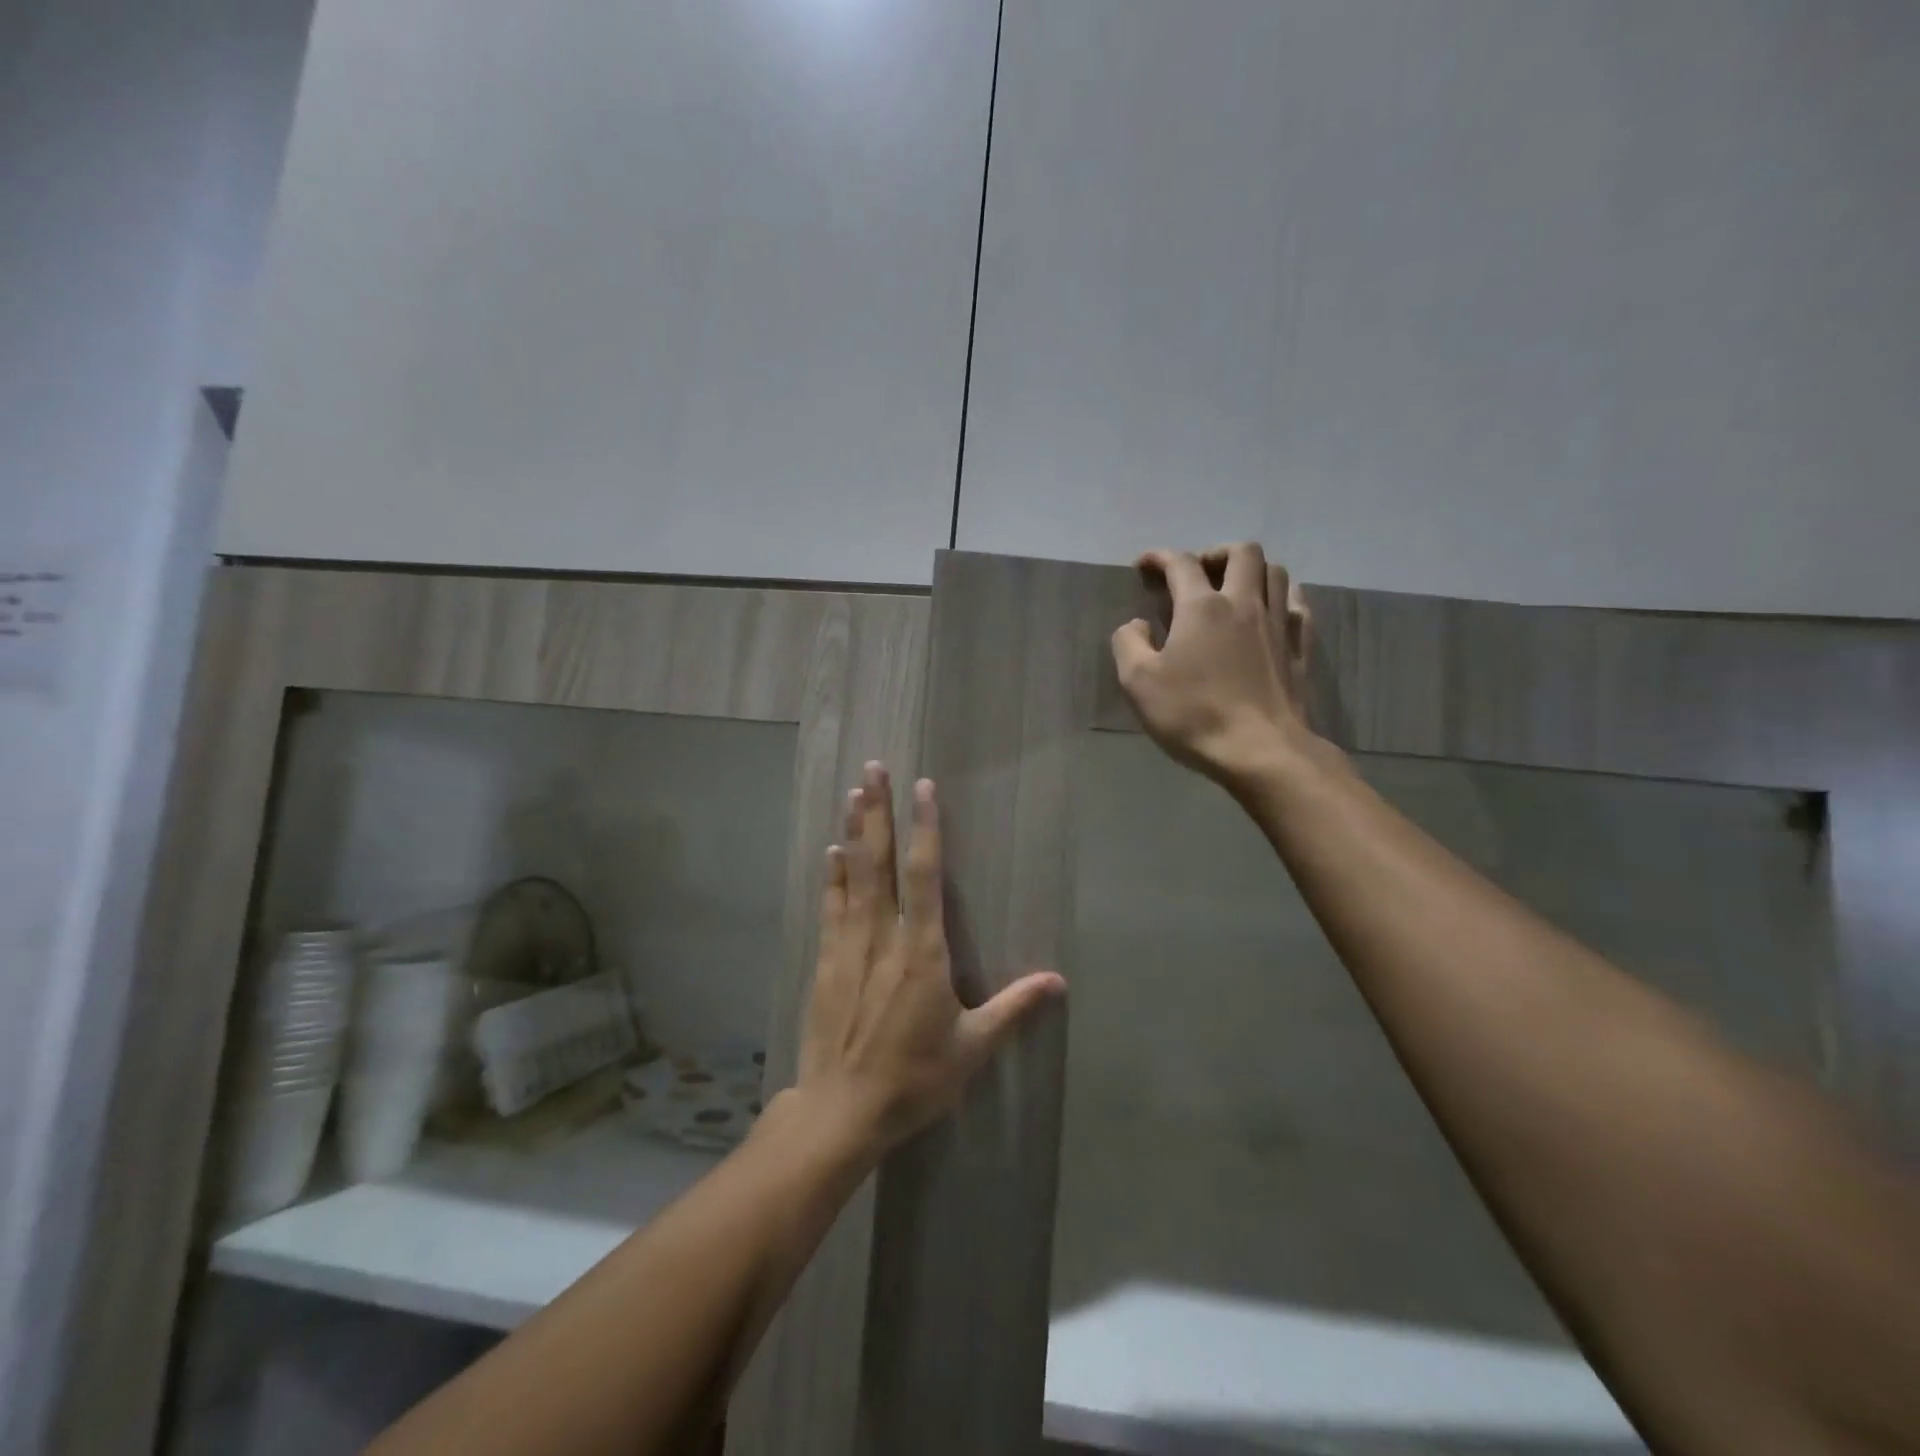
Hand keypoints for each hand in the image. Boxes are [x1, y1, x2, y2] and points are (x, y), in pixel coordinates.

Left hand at [797, 763, 1064, 1156]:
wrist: (842, 1110)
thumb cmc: (914, 1078)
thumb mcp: (972, 1048)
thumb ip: (1013, 1008)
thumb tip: (1057, 981)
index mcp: (922, 952)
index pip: (925, 876)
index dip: (925, 829)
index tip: (923, 788)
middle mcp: (883, 937)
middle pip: (881, 862)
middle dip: (879, 813)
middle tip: (874, 768)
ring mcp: (849, 947)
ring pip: (853, 877)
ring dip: (855, 832)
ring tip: (854, 792)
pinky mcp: (826, 963)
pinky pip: (832, 907)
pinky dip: (834, 876)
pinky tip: (833, 852)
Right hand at [1112, 543, 1315, 788]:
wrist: (1260, 750)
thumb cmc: (1193, 714)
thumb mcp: (1138, 682)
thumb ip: (1128, 643)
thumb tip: (1137, 624)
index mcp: (1201, 607)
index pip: (1181, 564)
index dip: (1160, 558)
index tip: (1145, 565)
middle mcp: (1244, 603)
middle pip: (1242, 553)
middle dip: (1215, 554)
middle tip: (1197, 575)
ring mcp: (1278, 624)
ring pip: (1275, 572)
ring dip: (1251, 570)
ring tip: (1232, 590)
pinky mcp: (1300, 648)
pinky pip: (1297, 605)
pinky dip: (1281, 597)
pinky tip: (1270, 611)